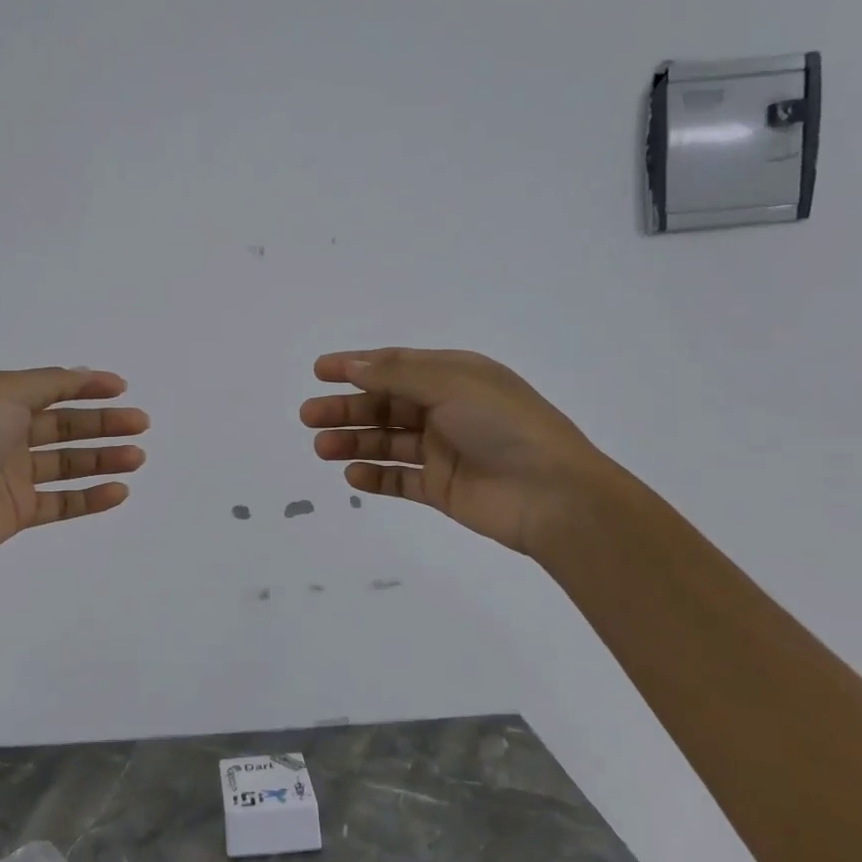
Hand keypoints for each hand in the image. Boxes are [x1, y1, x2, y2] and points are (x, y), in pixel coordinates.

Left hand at [0, 367, 148, 568]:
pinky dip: (91, 497)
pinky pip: (62, 502)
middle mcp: (5, 434)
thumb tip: (81, 374)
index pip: (50, 389)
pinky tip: (119, 490)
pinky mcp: (19, 510)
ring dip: (105, 458)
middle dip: (104, 423)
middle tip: (141, 425)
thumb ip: (48, 382)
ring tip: (138, 458)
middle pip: (65, 426)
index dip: (86, 387)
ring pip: (68, 463)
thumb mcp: (4, 391)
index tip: (122, 389)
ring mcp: (13, 475)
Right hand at [301, 348, 606, 557]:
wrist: (553, 496)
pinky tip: (352, 474)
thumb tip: (354, 366)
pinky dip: (375, 476)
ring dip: (354, 441)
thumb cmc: (505, 426)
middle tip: (309, 415)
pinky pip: (400, 479)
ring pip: (387, 441)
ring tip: (321, 447)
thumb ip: (398, 374)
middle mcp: (447, 409)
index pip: (396, 365)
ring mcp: (444, 450)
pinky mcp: (441, 488)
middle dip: (347, 408)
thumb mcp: (452, 384)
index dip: (356, 365)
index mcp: (455, 377)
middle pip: (385, 404)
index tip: (319, 371)